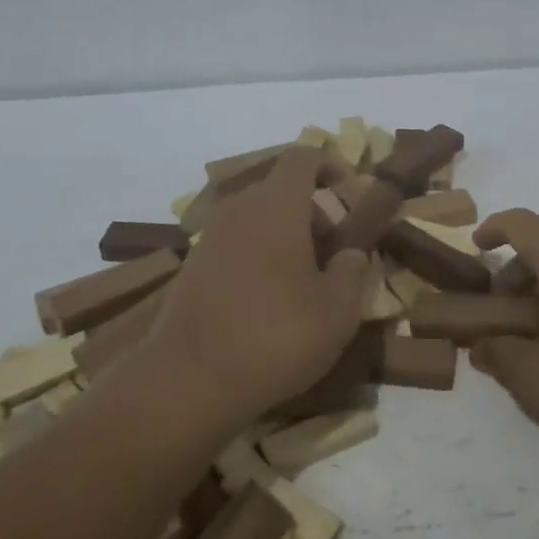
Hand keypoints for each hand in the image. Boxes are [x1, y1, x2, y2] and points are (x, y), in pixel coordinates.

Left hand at [144, 147, 367, 428]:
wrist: (186, 382)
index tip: (352, 193)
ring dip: (288, 238)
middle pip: (282, 189)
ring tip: (307, 283)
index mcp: (276, 205)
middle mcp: (240, 209)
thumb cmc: (274, 336)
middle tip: (336, 253)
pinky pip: (238, 245)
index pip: (303, 156)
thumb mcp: (337, 310)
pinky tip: (271, 304)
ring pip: (259, 219)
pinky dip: (261, 258)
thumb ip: (352, 270)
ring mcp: (210, 237)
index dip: (332, 164)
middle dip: (315, 212)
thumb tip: (350, 254)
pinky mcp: (193, 267)